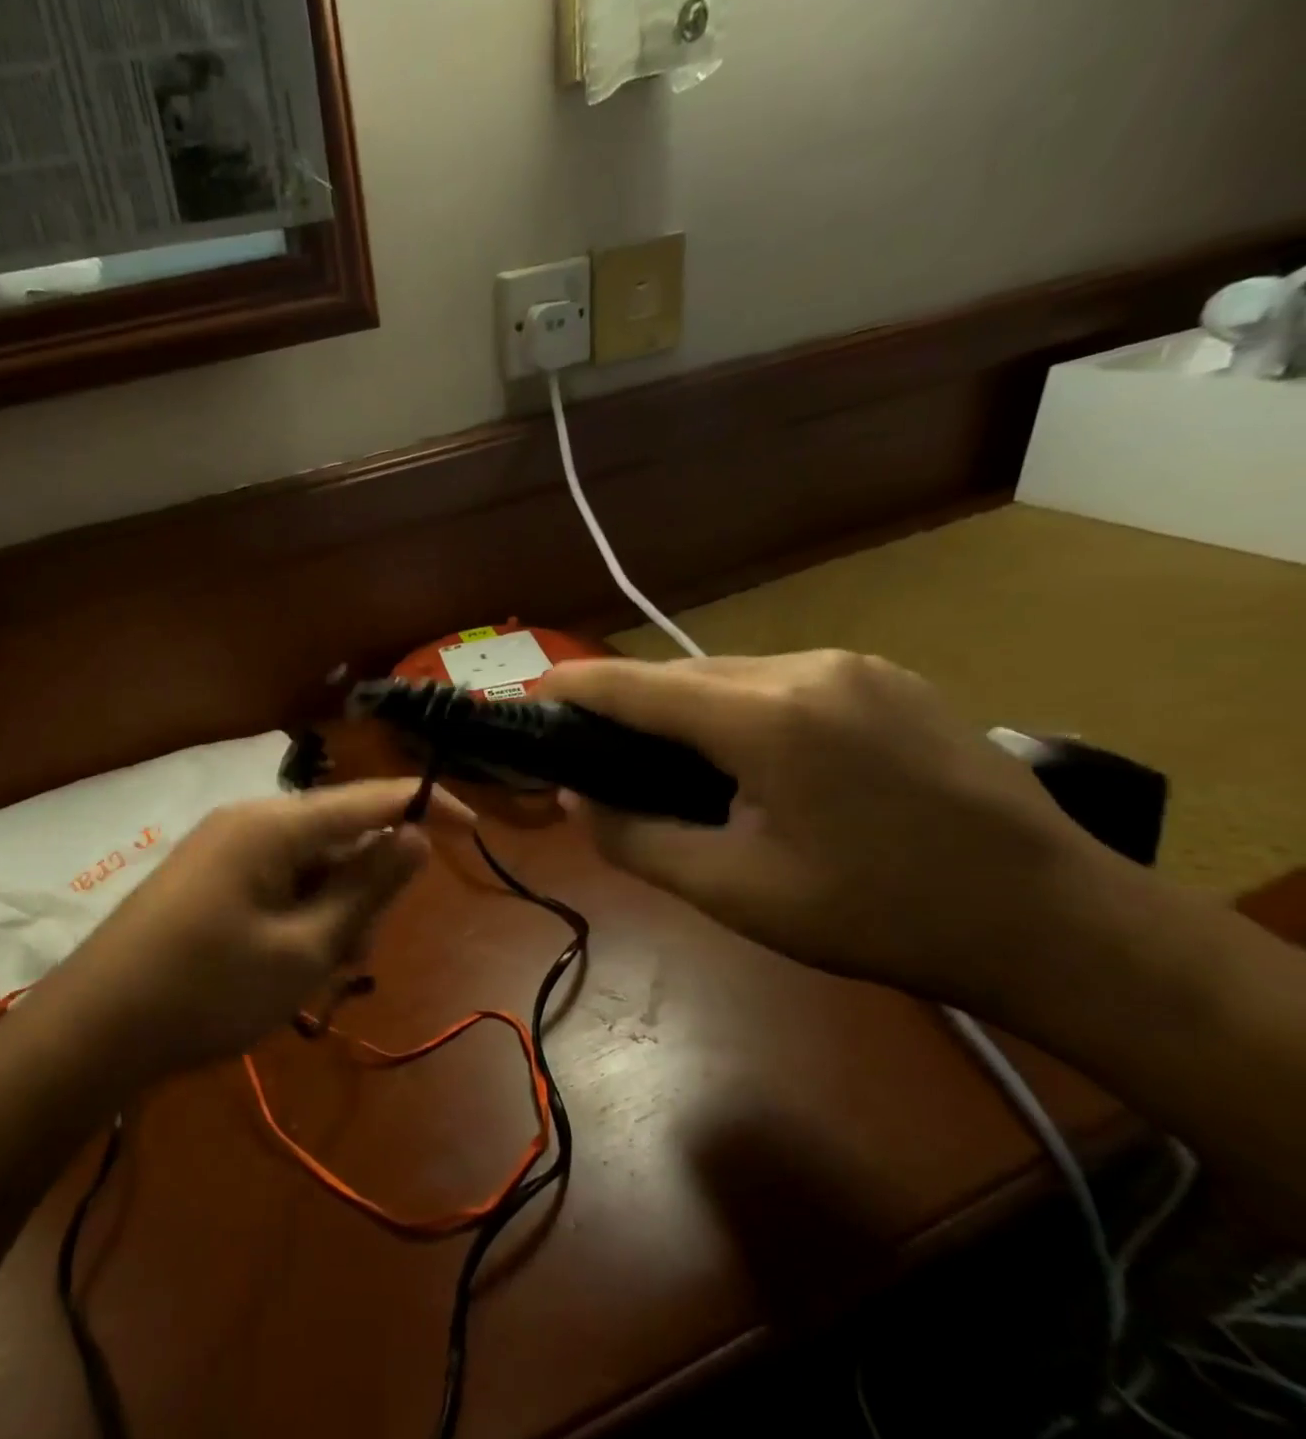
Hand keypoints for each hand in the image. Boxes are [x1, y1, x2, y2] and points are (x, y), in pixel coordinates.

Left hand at [51, 780, 472, 1072]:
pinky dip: (300, 918)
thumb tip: (415, 836)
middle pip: (342, 837)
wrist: (93, 1030)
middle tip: (350, 958)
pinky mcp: (211, 877)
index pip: (371, 799)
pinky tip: (284, 968)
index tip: (474, 829)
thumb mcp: (305, 948)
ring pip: (312, 867)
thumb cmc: (208, 990)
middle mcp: (252, 821)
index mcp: (276, 824)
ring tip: (311, 975)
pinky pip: (280, 883)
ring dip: (331, 914)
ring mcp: (227, 848)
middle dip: (364, 891)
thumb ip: (367, 888)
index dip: (427, 807)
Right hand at [540, 652, 1125, 1005]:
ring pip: (730, 674)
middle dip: (628, 703)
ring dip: (686, 708)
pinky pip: (781, 680)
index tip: (532, 699)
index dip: (574, 686)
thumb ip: (635, 839)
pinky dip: (740, 708)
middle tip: (597, 749)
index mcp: (764, 719)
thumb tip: (578, 796)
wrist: (1057, 922)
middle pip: (680, 675)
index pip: (635, 685)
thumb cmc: (879, 916)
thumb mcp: (735, 893)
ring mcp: (853, 666)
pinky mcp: (887, 677)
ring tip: (674, 762)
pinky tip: (752, 757)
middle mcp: (804, 668)